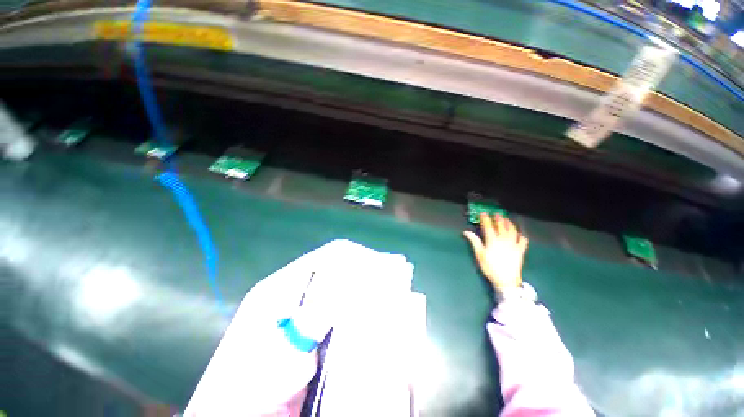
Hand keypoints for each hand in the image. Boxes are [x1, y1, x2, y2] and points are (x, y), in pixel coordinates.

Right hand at [464, 213, 527, 292]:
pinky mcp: (520, 250)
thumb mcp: (480, 255)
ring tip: (506, 219)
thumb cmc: (490, 267)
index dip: (485, 219)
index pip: (488, 226)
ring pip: (512, 231)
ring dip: (509, 224)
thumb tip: (466, 232)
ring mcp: (513, 245)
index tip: (482, 213)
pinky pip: (523, 241)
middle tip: (496, 214)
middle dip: (498, 219)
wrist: (506, 280)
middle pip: (501, 226)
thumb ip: (474, 242)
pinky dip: (521, 236)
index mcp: (492, 241)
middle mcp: (503, 240)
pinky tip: (519, 234)